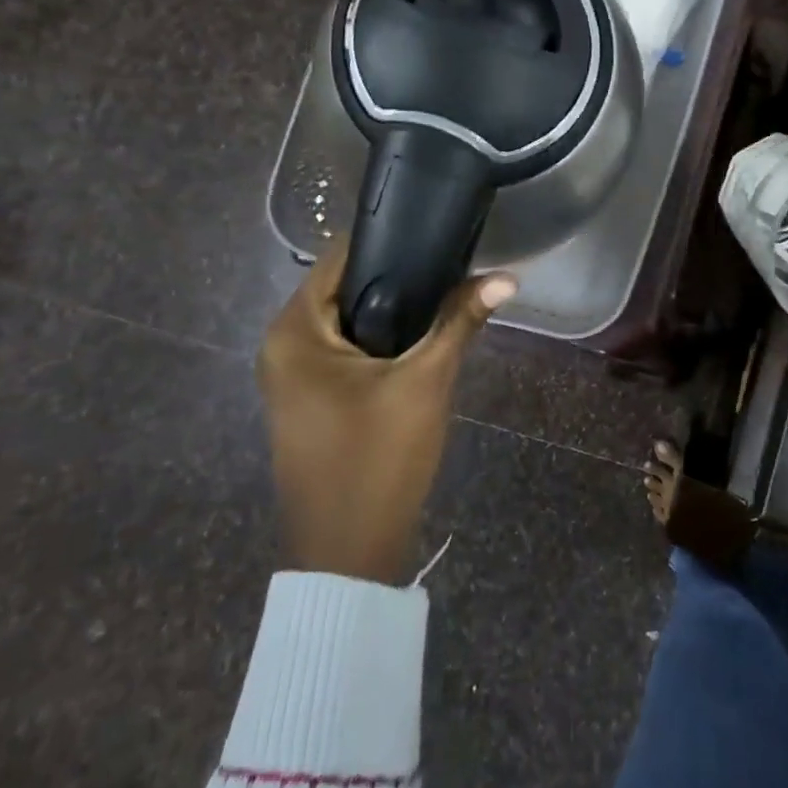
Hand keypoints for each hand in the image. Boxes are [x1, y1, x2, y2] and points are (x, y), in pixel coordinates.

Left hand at [257, 240, 514, 583]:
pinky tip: (419, 340)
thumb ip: (460, 321)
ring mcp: (290, 376)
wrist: (347, 554)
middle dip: (397, 278)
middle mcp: (280, 345)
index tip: (437, 232)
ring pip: (347, 320)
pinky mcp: (307, 399)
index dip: (390, 240)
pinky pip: (343, 350)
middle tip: (452, 267)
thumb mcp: (425, 383)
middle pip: (343, 287)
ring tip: (445, 296)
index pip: (340, 257)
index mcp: (294, 331)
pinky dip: (378, 340)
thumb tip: (507, 276)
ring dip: (391, 311)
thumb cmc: (379, 459)